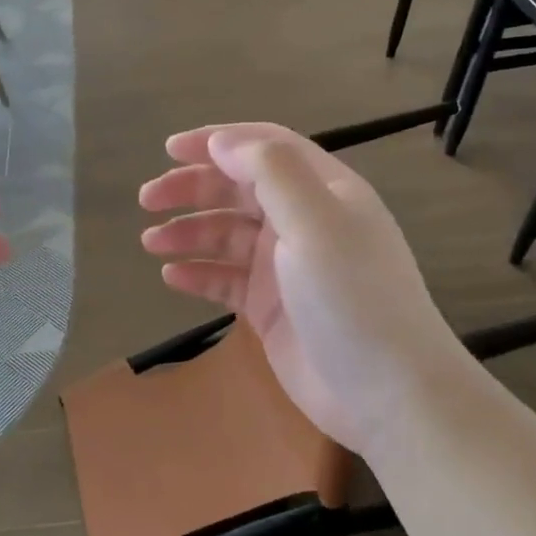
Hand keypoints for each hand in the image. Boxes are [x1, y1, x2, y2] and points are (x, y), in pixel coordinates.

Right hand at [139, 124, 464, 457]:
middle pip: (239, 190)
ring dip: (189, 232)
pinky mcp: (271, 309)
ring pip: (227, 236)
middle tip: (147, 199)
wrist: (388, 393)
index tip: (169, 149)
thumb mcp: (315, 223)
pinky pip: (227, 281)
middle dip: (192, 189)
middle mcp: (304, 222)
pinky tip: (172, 276)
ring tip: (150, 242)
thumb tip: (221, 141)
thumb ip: (270, 173)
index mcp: (324, 191)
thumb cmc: (352, 298)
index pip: (265, 148)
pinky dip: (199, 273)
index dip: (217, 142)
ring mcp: (286, 268)